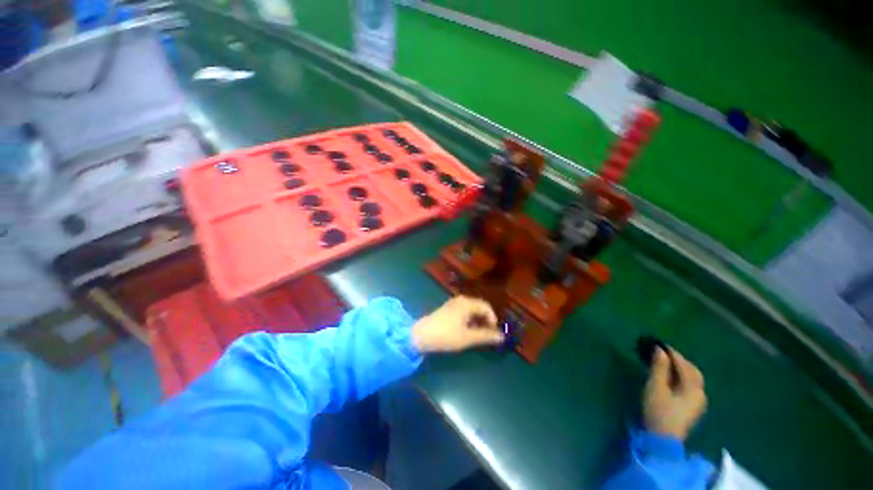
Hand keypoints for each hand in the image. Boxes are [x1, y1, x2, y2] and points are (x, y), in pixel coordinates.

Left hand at [412, 296, 503, 352]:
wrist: (421, 335)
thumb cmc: (446, 335)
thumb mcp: (467, 337)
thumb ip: (485, 336)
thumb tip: (502, 336)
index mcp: (466, 303)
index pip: (486, 307)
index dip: (493, 319)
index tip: (494, 333)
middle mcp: (461, 300)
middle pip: (479, 307)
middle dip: (486, 321)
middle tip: (487, 335)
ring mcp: (453, 304)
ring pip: (472, 310)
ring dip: (478, 321)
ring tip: (478, 335)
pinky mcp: (448, 309)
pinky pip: (464, 312)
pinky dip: (469, 321)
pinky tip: (467, 331)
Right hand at [643, 347, 706, 440]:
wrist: (662, 439)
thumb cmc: (658, 410)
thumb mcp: (655, 387)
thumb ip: (659, 367)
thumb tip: (660, 350)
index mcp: (693, 388)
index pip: (684, 365)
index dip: (672, 353)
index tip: (659, 343)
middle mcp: (700, 393)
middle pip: (693, 372)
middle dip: (680, 360)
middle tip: (664, 351)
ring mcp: (697, 402)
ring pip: (692, 379)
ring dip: (681, 369)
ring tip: (666, 362)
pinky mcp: (691, 408)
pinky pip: (689, 386)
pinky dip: (681, 377)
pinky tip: (671, 377)